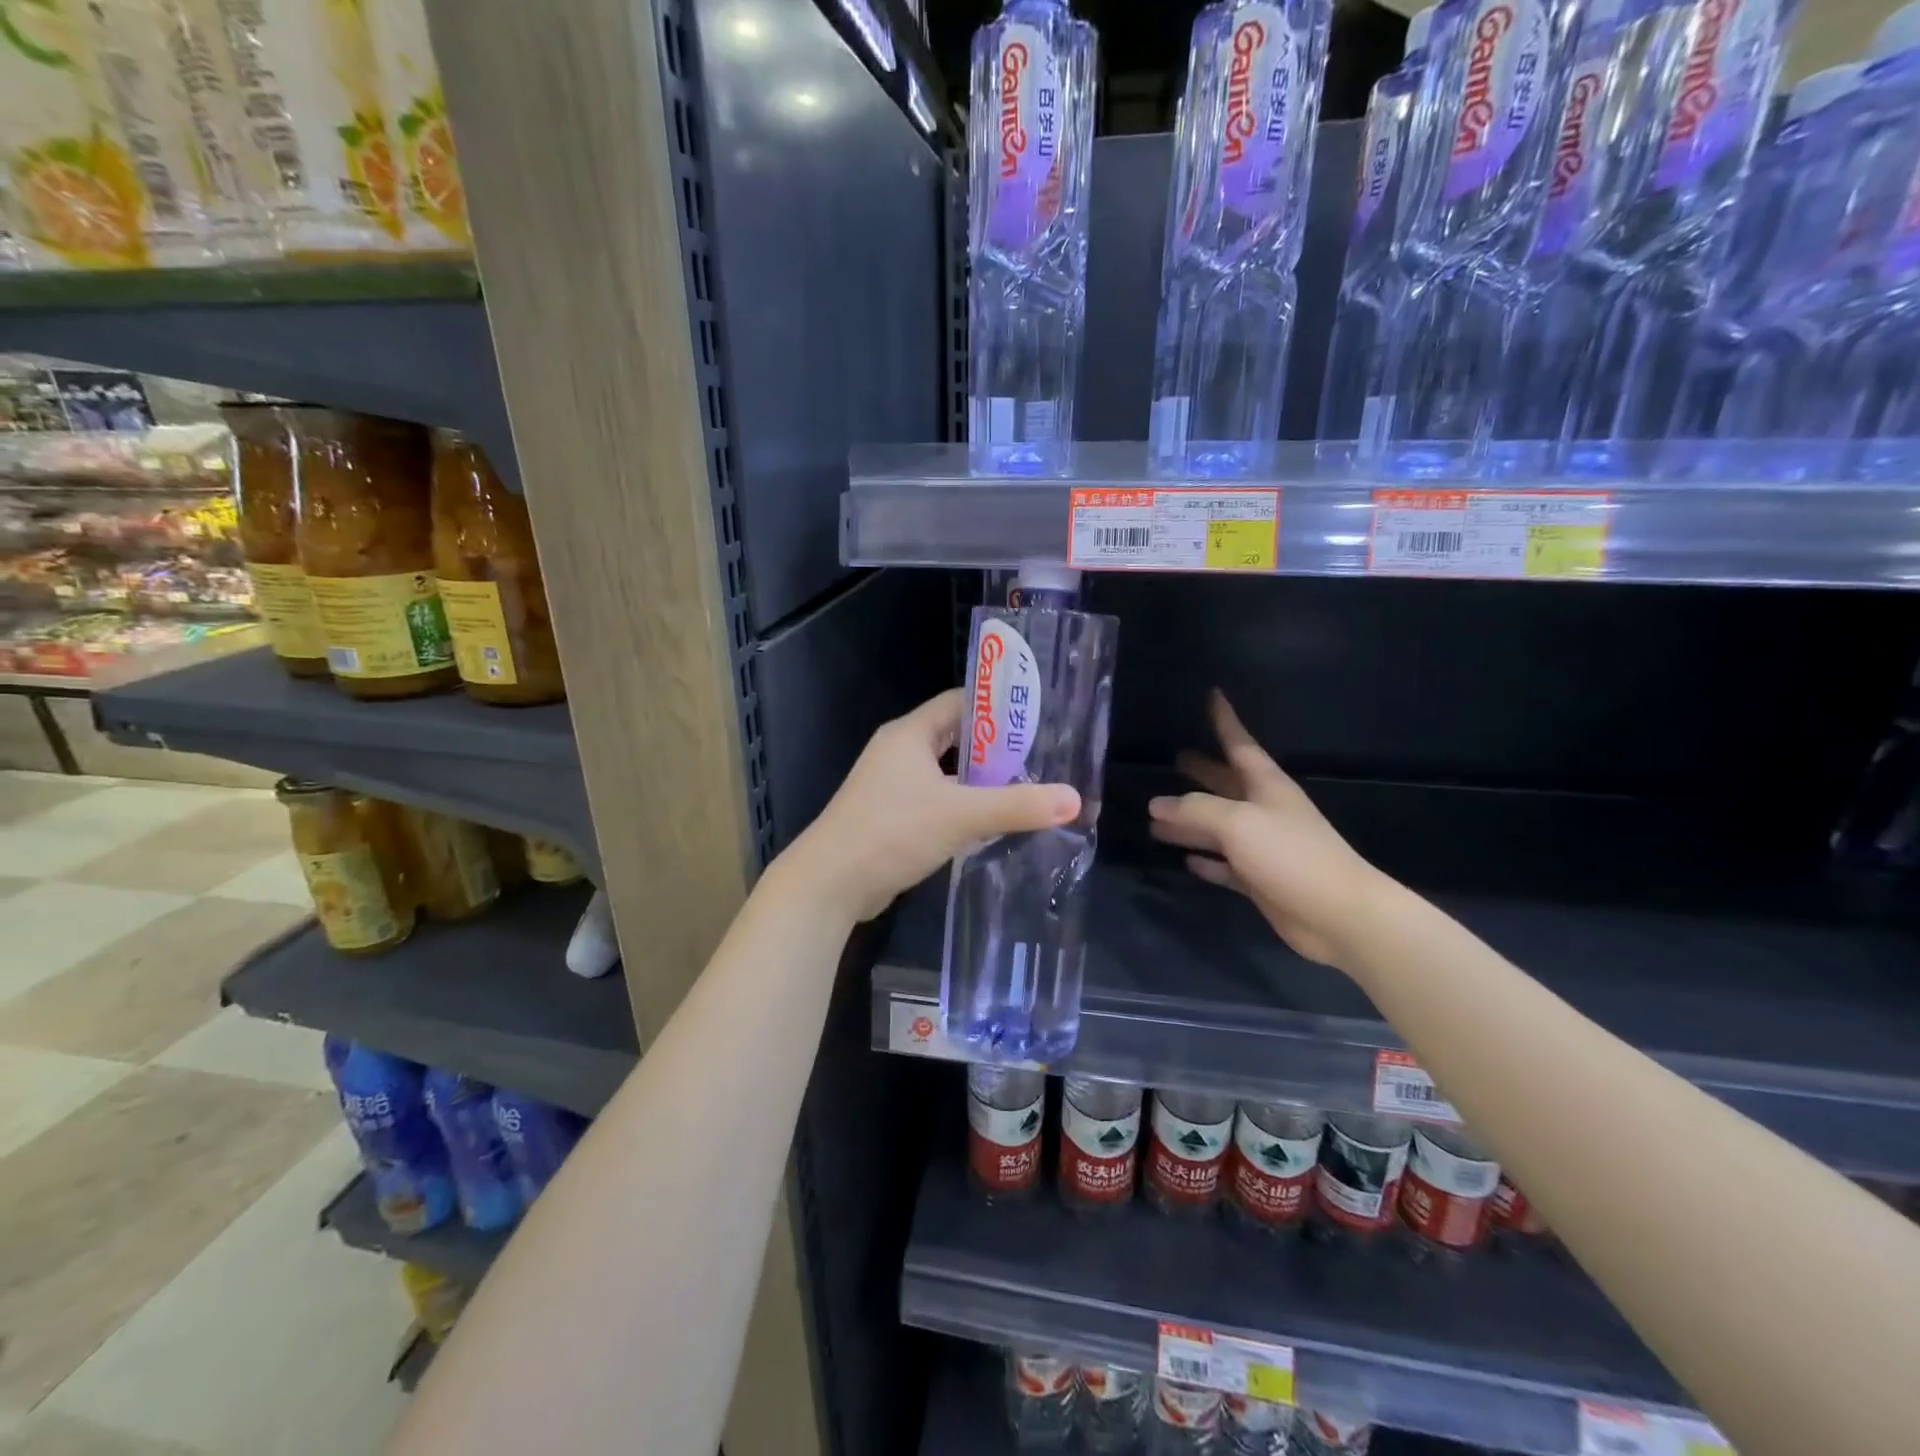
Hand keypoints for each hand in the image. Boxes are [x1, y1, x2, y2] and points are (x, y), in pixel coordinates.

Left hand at [790, 689, 1082, 923]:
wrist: (830, 884)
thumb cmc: (892, 832)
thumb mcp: (961, 815)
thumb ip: (1018, 806)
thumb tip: (1074, 800)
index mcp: (910, 733)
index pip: (960, 702)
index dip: (998, 706)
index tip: (1038, 718)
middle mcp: (899, 752)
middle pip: (957, 738)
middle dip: (997, 749)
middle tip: (1042, 759)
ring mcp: (892, 786)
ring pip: (947, 774)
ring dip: (981, 782)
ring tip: (1026, 790)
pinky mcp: (891, 817)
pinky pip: (936, 802)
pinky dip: (963, 807)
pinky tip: (992, 824)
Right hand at [1149, 692, 1384, 968]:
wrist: (1338, 913)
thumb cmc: (1291, 855)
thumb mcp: (1237, 823)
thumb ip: (1194, 810)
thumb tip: (1156, 803)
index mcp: (1266, 786)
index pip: (1239, 744)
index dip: (1225, 720)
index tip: (1213, 695)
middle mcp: (1264, 810)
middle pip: (1226, 784)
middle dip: (1203, 772)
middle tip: (1175, 759)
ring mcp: (1263, 846)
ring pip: (1218, 827)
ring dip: (1190, 821)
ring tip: (1155, 816)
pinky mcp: (1260, 880)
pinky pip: (1225, 865)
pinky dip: (1206, 861)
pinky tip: (1187, 861)